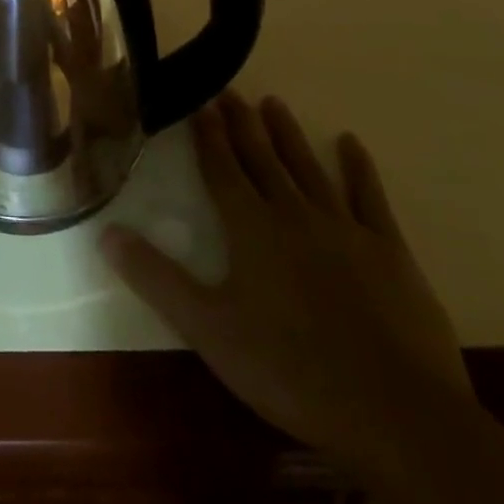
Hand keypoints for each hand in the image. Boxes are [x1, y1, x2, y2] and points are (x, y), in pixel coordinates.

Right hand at [104, 94, 471, 468]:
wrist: (398, 413)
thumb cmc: (291, 369)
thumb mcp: (209, 330)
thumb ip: (156, 278)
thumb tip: (106, 232)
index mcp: (250, 227)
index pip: (221, 168)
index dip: (207, 134)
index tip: (198, 100)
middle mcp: (292, 213)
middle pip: (261, 157)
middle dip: (242, 122)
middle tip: (229, 89)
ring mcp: (344, 227)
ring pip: (307, 167)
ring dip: (288, 134)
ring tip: (273, 102)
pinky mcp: (389, 251)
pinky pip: (369, 197)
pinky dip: (359, 168)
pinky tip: (350, 142)